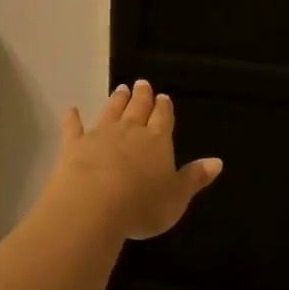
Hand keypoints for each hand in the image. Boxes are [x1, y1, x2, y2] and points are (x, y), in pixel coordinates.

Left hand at [46, 82, 223, 240]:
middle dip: (142, 97)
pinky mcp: (74, 146)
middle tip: (142, 83)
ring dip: (116, 100)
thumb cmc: (142, 205)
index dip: (164, 108)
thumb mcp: (177, 197)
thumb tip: (217, 161)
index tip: (163, 97)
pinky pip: (74, 128)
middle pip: (138, 109)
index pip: (163, 118)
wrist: (92, 206)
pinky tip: (70, 109)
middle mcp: (130, 131)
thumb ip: (195, 177)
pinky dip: (72, 118)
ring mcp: (100, 136)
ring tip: (120, 89)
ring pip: (111, 112)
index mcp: (158, 141)